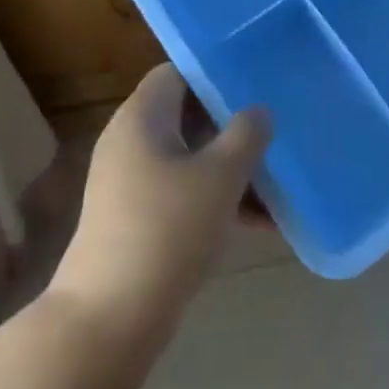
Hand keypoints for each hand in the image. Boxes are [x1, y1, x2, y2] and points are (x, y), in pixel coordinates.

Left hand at [49, 64, 269, 351]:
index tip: (256, 83)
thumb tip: (259, 111)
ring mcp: (130, 181)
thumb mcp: (220, 176)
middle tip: (276, 129)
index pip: (178, 72)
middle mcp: (131, 140)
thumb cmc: (168, 229)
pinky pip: (182, 191)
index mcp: (142, 117)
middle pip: (187, 115)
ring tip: (278, 183)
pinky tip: (259, 224)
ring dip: (231, 167)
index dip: (216, 73)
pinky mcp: (136, 217)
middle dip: (233, 125)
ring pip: (190, 158)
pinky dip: (216, 199)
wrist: (110, 316)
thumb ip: (247, 135)